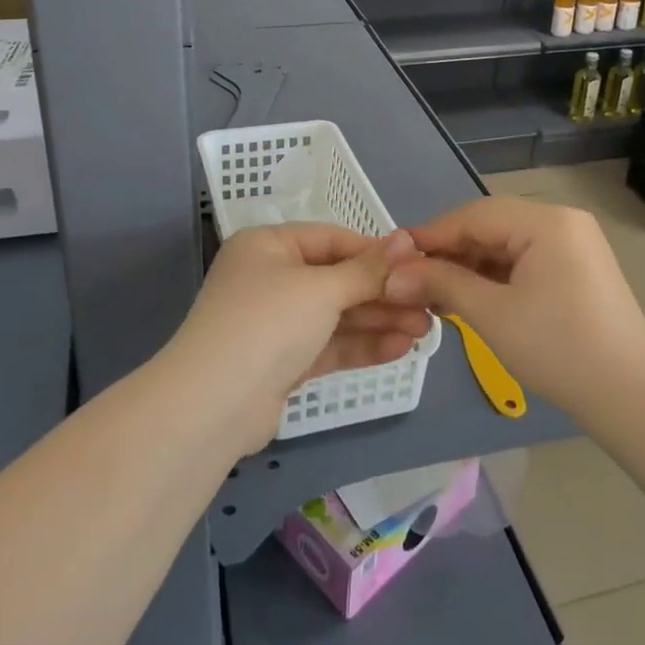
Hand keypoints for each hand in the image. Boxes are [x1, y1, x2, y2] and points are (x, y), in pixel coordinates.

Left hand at [168, 224, 429, 452]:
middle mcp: (269, 278)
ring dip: (378, 320)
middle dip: (382, 292)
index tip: (418, 264)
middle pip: (336, 279)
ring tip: (425, 330)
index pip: (331, 239)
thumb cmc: (268, 323)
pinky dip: (361, 346)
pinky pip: (328, 345)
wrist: (214, 406)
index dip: (375, 251)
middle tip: (430, 305)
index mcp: (268, 246)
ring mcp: (275, 323)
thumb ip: (368, 269)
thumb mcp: (322, 289)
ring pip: (335, 315)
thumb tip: (408, 238)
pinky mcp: (282, 362)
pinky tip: (400, 348)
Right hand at [383, 197, 644, 420]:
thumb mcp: (491, 314)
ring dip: (469, 267)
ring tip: (434, 294)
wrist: (631, 398)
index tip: (393, 258)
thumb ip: (440, 284)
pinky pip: (523, 261)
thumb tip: (392, 275)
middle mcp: (562, 222)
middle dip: (449, 253)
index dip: (430, 236)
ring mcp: (573, 245)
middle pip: (489, 227)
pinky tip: (469, 298)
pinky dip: (494, 277)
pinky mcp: (576, 269)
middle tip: (411, 280)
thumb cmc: (558, 349)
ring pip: (504, 245)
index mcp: (546, 222)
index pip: (474, 216)